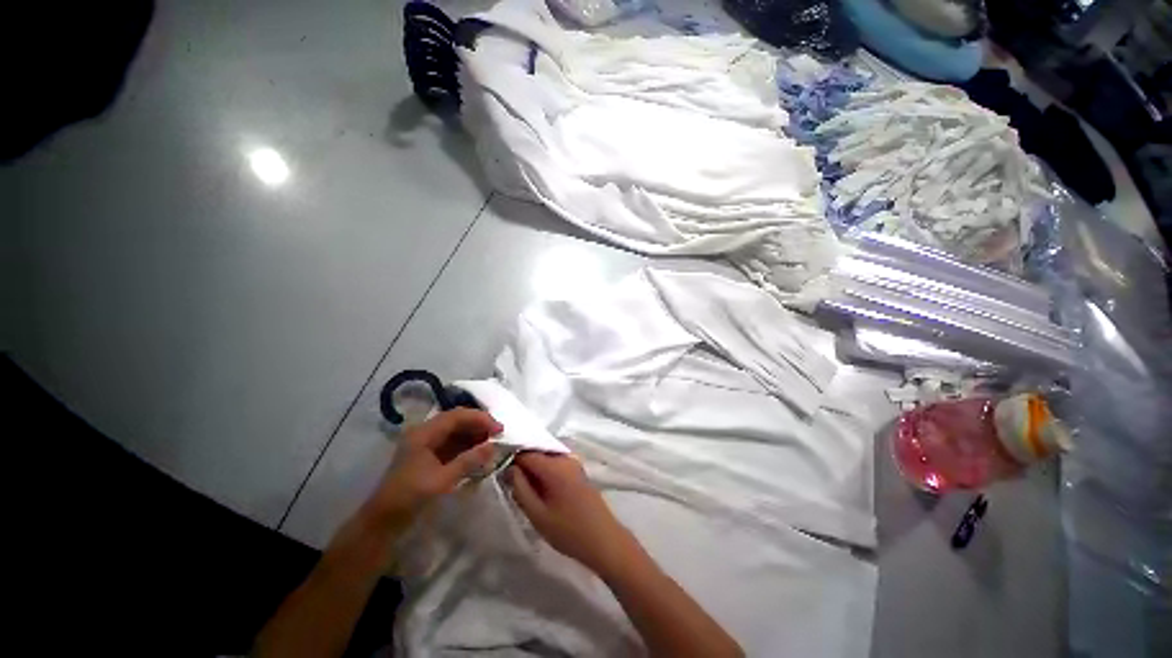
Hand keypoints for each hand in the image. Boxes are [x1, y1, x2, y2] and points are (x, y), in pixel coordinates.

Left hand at [359, 408, 501, 531]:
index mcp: (424, 433)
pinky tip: (479, 453)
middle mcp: (425, 433)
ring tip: (492, 444)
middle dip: (479, 426)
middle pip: (457, 421)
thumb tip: (493, 445)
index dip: (480, 419)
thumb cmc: (410, 498)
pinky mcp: (429, 457)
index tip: (499, 429)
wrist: (382, 524)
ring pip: (456, 432)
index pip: (457, 416)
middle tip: (499, 436)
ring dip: (475, 436)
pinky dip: (468, 447)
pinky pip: (453, 444)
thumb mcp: (442, 480)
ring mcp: (427, 445)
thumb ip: (469, 460)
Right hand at [508, 452, 639, 576]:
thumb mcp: (538, 514)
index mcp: (555, 466)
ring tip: (523, 488)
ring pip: (546, 458)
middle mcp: (565, 458)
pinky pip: (555, 463)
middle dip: (522, 463)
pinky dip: (544, 471)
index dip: (510, 458)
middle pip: (537, 452)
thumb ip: (521, 488)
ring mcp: (573, 463)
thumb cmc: (569, 531)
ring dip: (533, 468)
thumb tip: (509, 468)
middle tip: (509, 483)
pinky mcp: (577, 470)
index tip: (498, 469)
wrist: (604, 539)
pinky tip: (539, 489)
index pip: (526, 452)